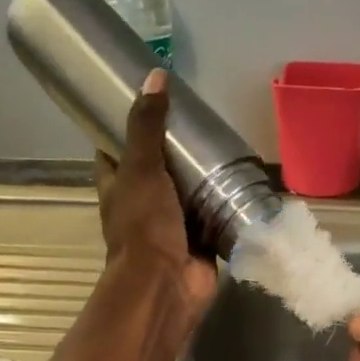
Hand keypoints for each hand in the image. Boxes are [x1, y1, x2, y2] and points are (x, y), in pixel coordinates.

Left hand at [96, 69, 218, 339]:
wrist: (165, 285)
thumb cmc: (144, 226)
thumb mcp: (141, 168)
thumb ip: (147, 125)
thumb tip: (155, 75)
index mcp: (119, 186)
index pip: (116, 148)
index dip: (127, 125)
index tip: (149, 100)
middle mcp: (143, 203)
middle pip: (158, 167)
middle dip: (176, 148)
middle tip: (199, 119)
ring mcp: (172, 224)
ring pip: (188, 191)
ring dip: (203, 175)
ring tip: (225, 142)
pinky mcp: (200, 240)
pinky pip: (214, 215)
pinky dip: (225, 202)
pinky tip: (243, 179)